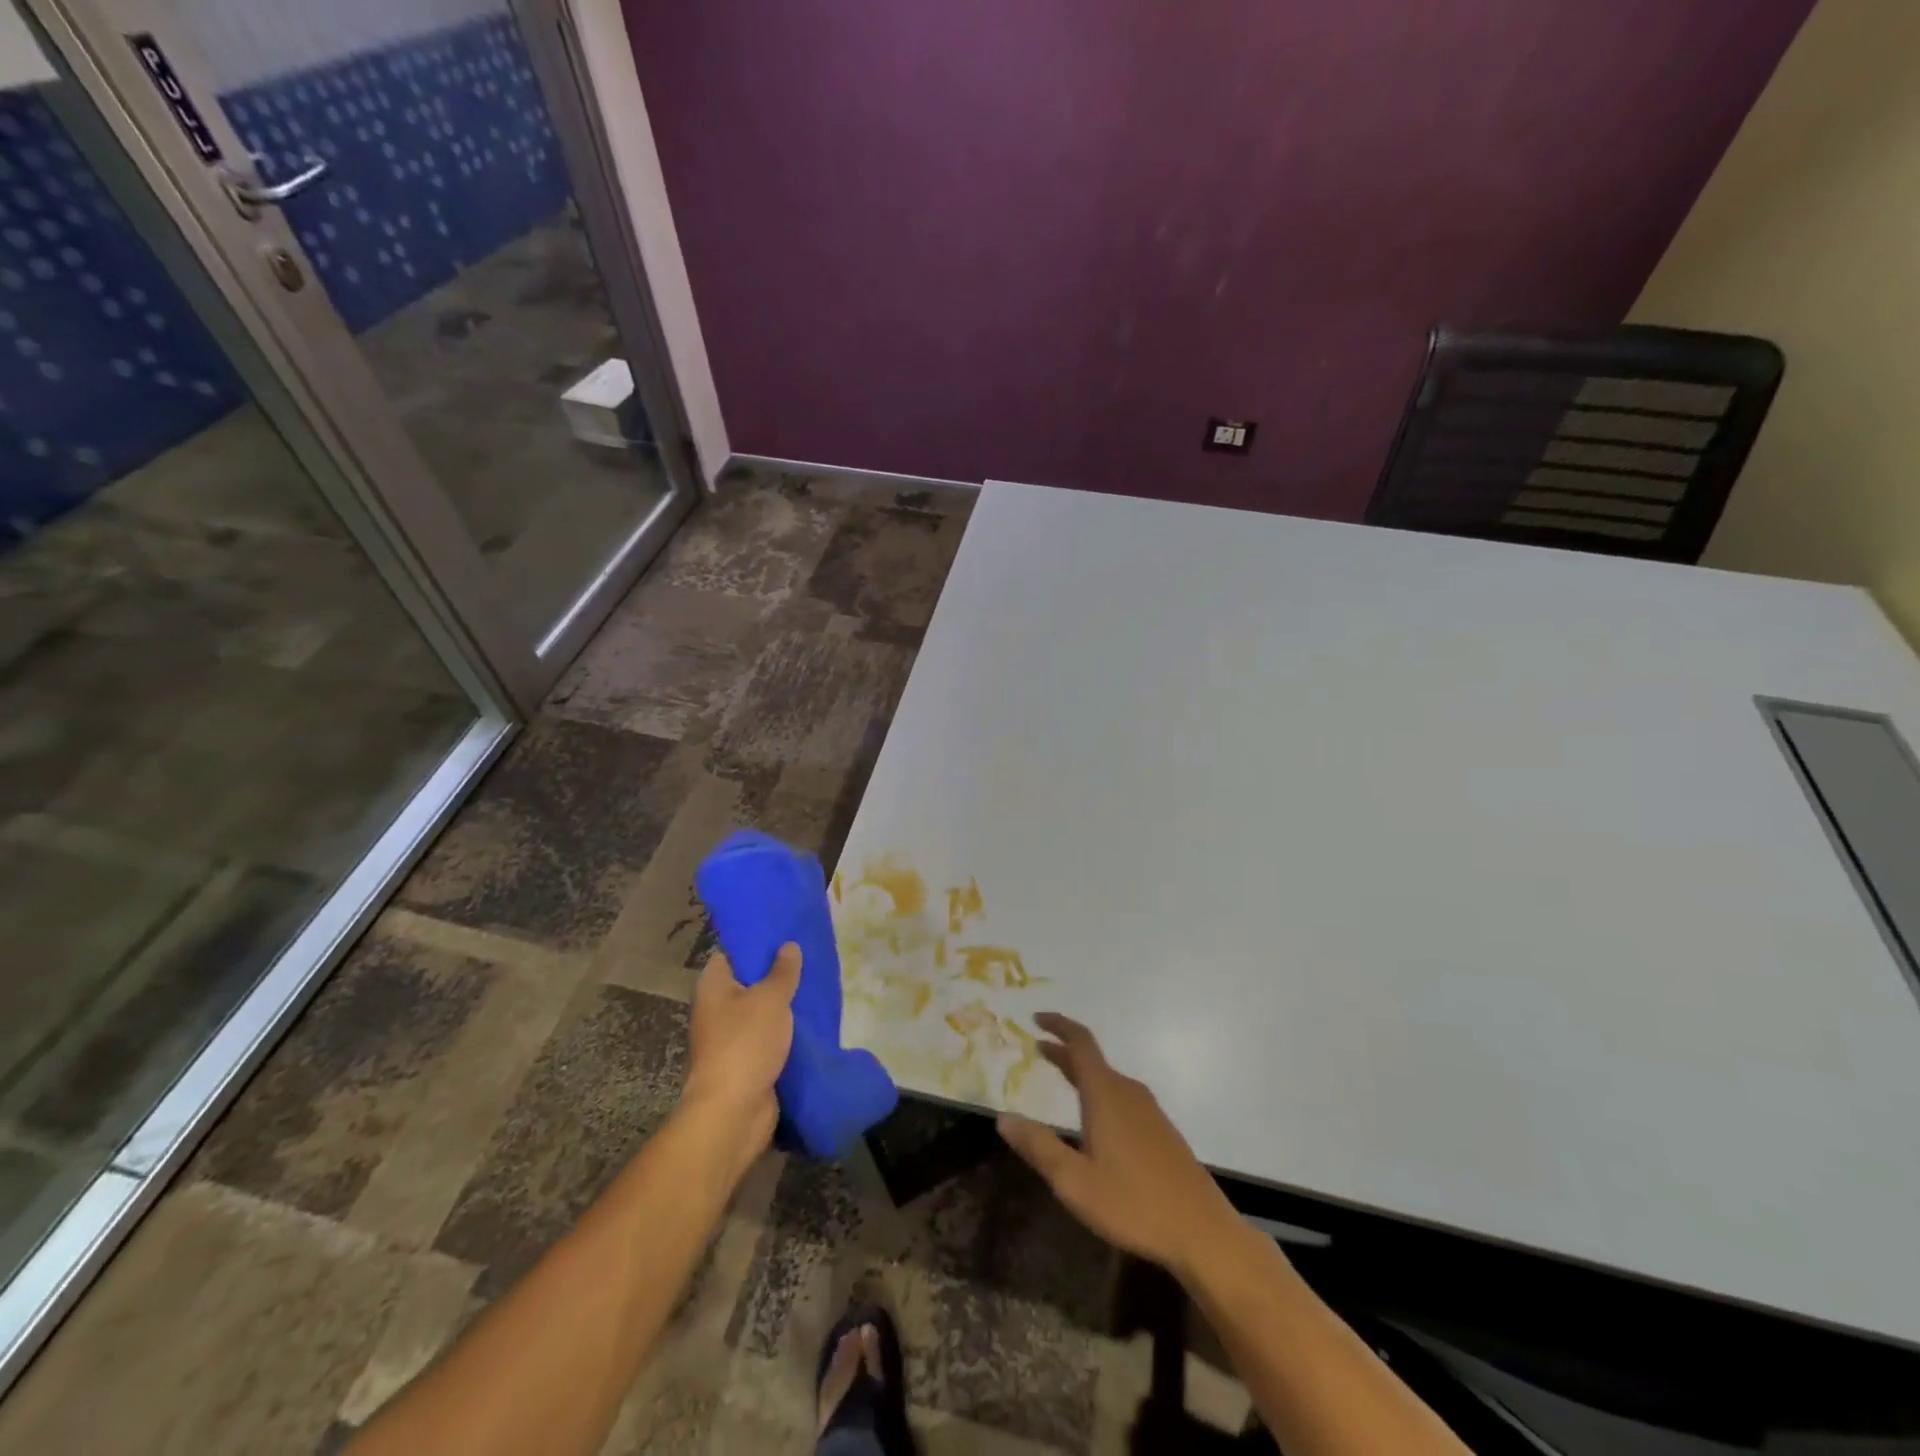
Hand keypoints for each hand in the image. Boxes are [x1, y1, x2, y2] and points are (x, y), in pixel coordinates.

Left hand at [681, 945, 801, 1178]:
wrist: (733, 1112)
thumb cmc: (745, 1043)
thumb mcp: (770, 999)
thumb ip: (783, 971)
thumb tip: (789, 946)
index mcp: (713, 986)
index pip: (732, 953)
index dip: (756, 944)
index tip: (785, 935)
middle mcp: (717, 1008)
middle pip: (749, 982)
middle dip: (778, 974)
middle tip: (809, 959)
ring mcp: (730, 1037)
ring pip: (762, 1012)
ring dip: (785, 1006)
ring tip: (817, 986)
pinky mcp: (746, 1061)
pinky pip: (769, 1037)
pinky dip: (786, 1032)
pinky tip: (812, 1021)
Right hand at [998, 1012, 1239, 1280]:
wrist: (1203, 1233)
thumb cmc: (1133, 1204)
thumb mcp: (1074, 1181)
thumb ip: (1038, 1146)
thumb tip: (1003, 1117)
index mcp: (1106, 1094)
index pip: (1080, 1043)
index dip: (1058, 1025)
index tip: (1036, 1018)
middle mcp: (1128, 1092)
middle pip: (1092, 1060)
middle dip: (1064, 1051)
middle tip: (1038, 1049)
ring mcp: (1149, 1111)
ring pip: (1108, 1079)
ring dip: (1082, 1072)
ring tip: (1061, 1079)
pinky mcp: (1161, 1132)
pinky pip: (1122, 1097)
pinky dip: (1099, 1092)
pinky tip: (1096, 1119)